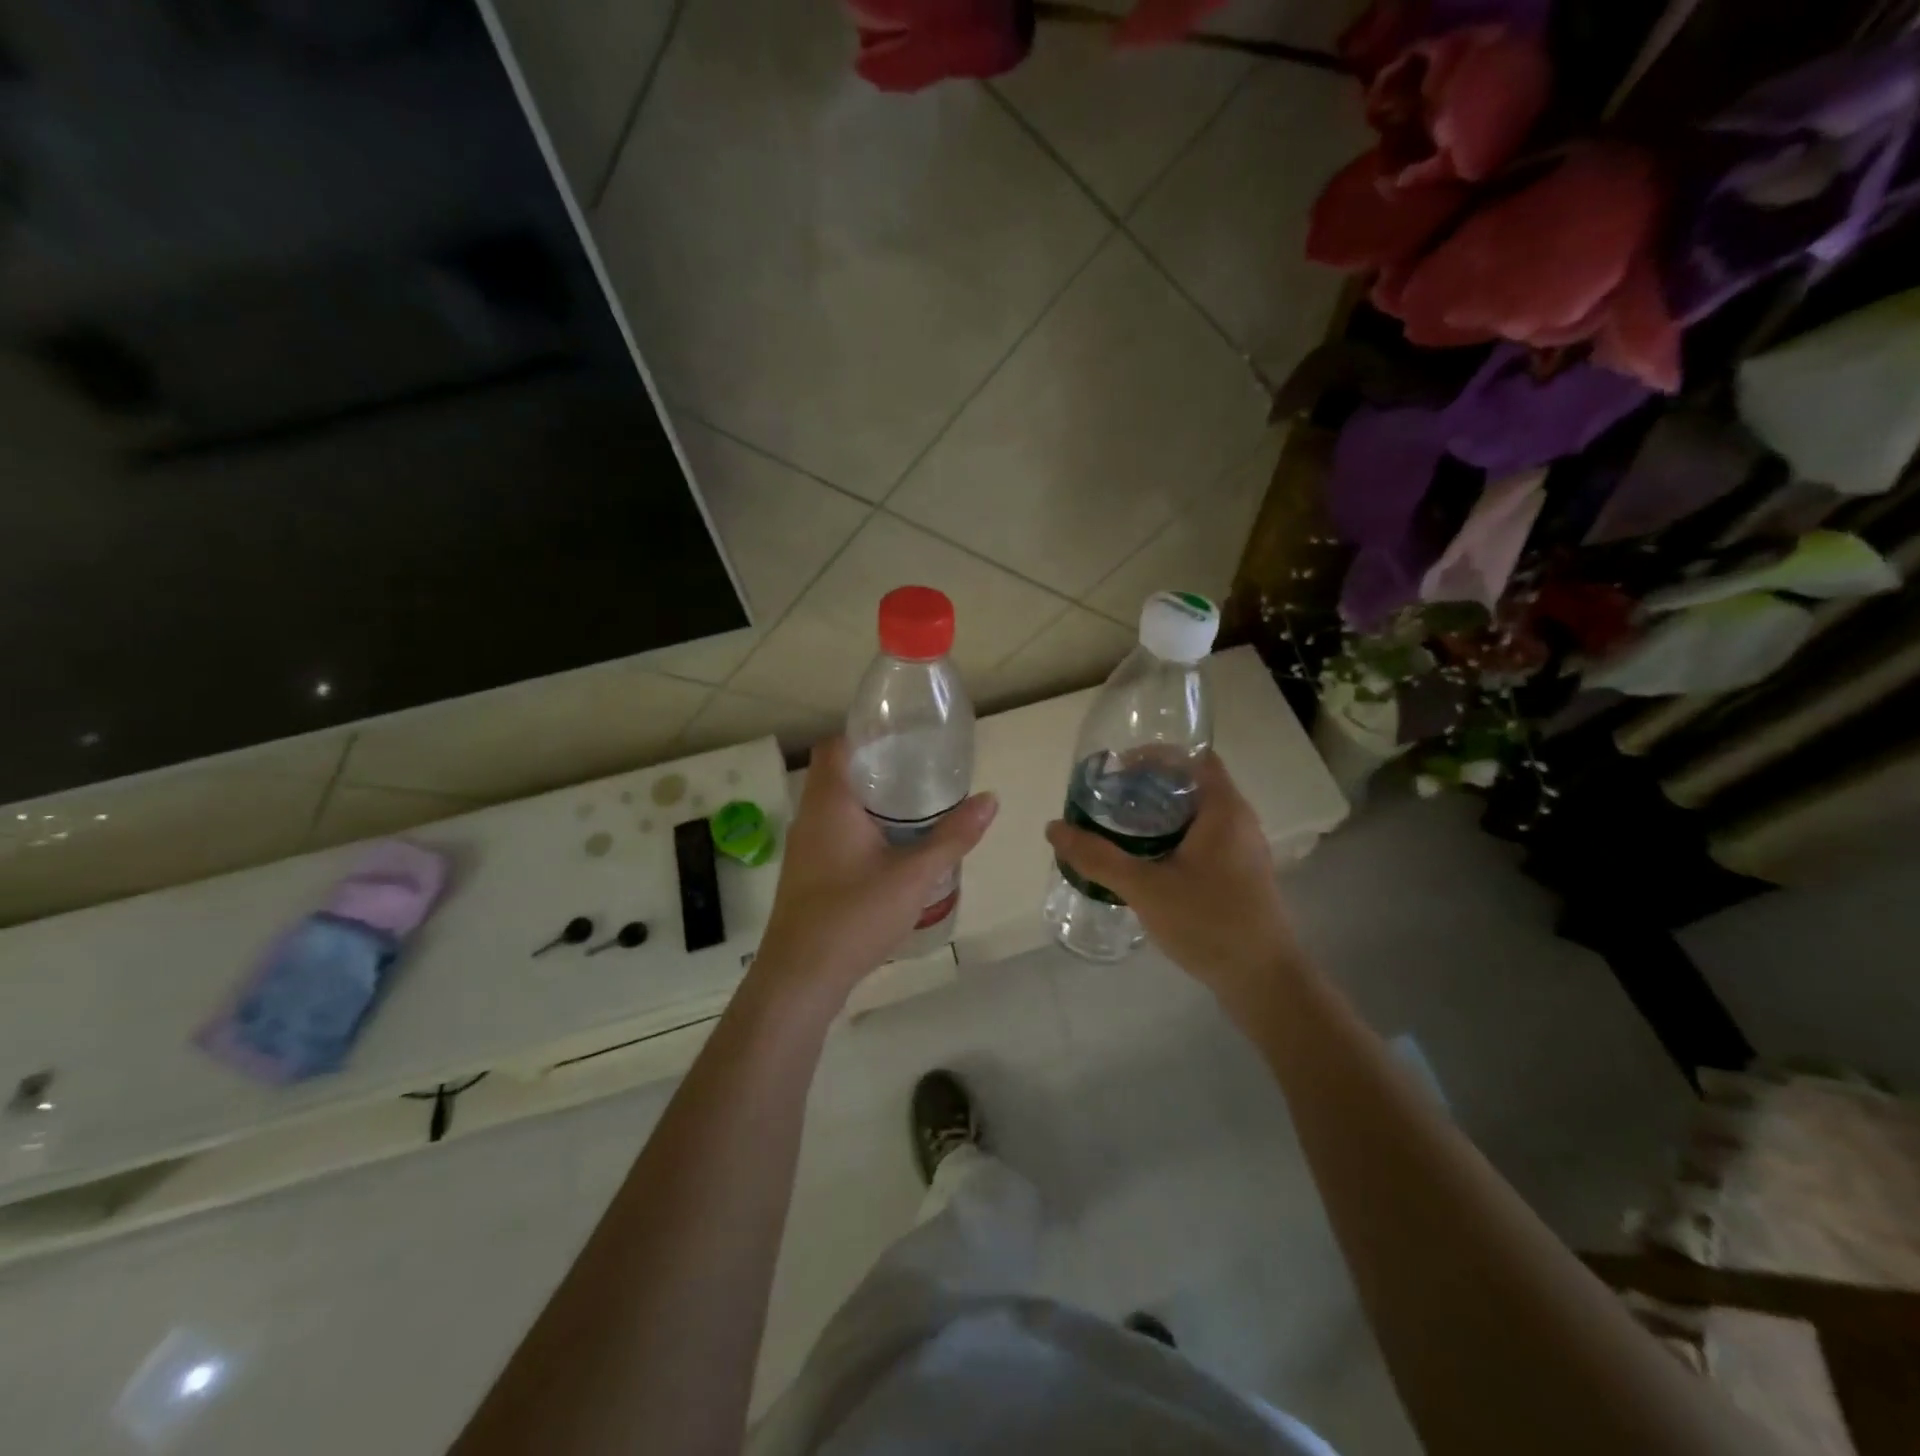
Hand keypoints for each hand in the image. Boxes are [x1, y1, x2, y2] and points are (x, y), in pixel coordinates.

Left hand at [753, 737, 996, 1001]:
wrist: (800, 978)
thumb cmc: (854, 915)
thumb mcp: (914, 875)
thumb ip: (953, 837)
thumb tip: (990, 799)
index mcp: (829, 803)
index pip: (835, 746)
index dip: (864, 735)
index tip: (902, 739)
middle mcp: (809, 817)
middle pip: (836, 774)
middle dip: (875, 769)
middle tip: (919, 771)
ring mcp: (804, 848)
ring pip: (834, 807)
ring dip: (868, 801)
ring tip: (912, 806)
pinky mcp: (806, 874)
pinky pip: (832, 833)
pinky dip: (859, 828)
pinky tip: (890, 849)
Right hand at [1045, 753, 1297, 1001]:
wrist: (1264, 981)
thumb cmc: (1209, 922)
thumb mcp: (1145, 888)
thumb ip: (1099, 858)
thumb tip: (1054, 828)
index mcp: (1224, 809)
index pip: (1194, 757)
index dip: (1156, 755)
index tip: (1119, 769)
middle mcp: (1239, 821)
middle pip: (1193, 784)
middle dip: (1150, 785)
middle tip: (1110, 799)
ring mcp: (1243, 850)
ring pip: (1197, 815)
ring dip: (1161, 813)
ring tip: (1120, 826)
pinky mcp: (1240, 875)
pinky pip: (1203, 840)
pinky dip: (1174, 837)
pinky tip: (1146, 861)